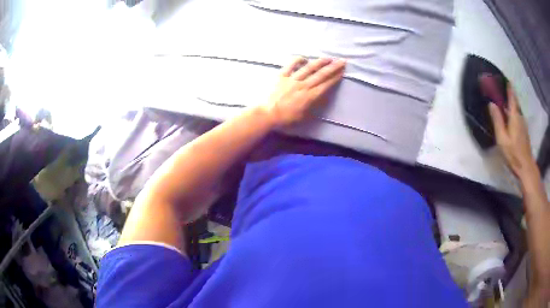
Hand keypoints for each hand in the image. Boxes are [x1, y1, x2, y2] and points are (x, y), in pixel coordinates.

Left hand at [263, 57, 345, 126]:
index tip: (342, 72)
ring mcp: (292, 79)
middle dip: (333, 67)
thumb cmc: (286, 118)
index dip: (335, 78)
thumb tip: (320, 97)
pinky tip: (304, 58)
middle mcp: (303, 85)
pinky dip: (298, 60)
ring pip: (309, 68)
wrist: (267, 114)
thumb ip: (313, 106)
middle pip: (321, 74)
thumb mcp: (304, 116)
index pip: (325, 84)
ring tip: (328, 58)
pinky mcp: (281, 76)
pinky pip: (291, 65)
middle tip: (342, 61)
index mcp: (310, 96)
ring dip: (320, 62)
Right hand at [488, 84, 536, 178]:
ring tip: (503, 101)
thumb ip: (497, 120)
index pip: (511, 96)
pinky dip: (512, 112)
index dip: (508, 86)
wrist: (525, 166)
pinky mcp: (523, 130)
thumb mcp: (502, 138)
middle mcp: (519, 115)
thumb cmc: (513, 153)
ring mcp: (522, 123)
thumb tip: (491, 103)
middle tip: (500, 88)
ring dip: (510, 103)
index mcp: (514, 115)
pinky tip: (508, 116)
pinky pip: (517, 116)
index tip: (504, 78)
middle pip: (514, 101)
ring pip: (516, 109)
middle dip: (508, 93)